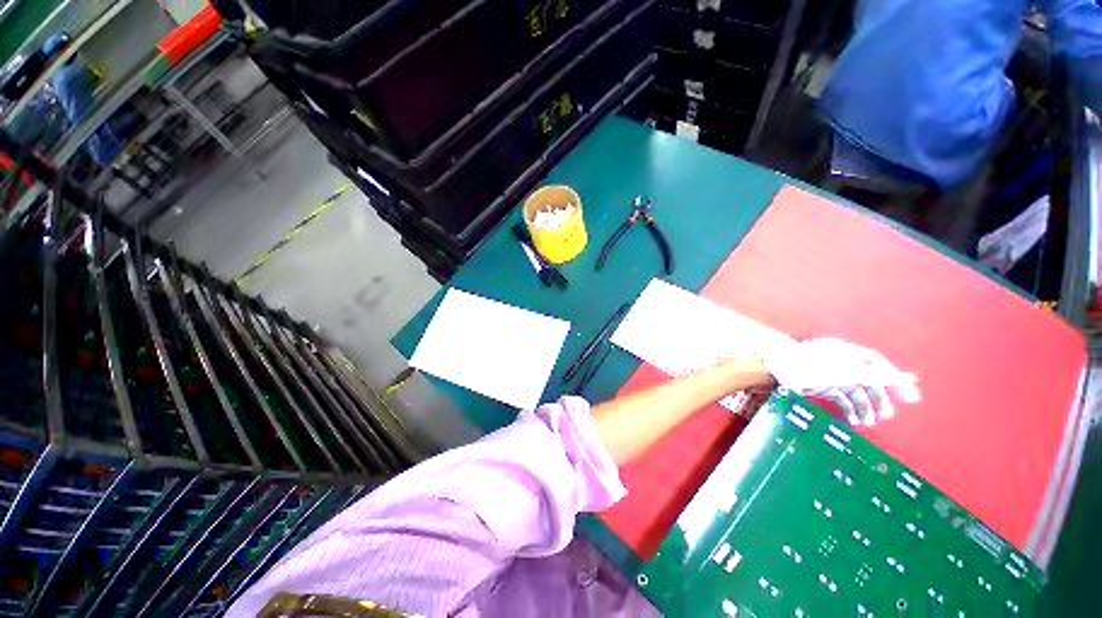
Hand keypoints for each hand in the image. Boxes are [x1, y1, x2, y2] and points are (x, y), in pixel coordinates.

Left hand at [763, 338, 920, 426]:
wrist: (774, 367)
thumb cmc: (809, 365)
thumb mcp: (845, 371)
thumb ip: (874, 375)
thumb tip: (905, 379)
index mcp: (846, 353)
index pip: (876, 364)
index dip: (894, 380)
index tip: (911, 397)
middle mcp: (839, 362)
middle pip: (866, 380)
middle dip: (878, 398)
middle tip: (886, 416)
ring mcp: (827, 374)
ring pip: (852, 392)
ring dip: (862, 407)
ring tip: (867, 423)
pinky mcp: (817, 385)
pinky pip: (838, 398)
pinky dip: (847, 409)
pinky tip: (852, 421)